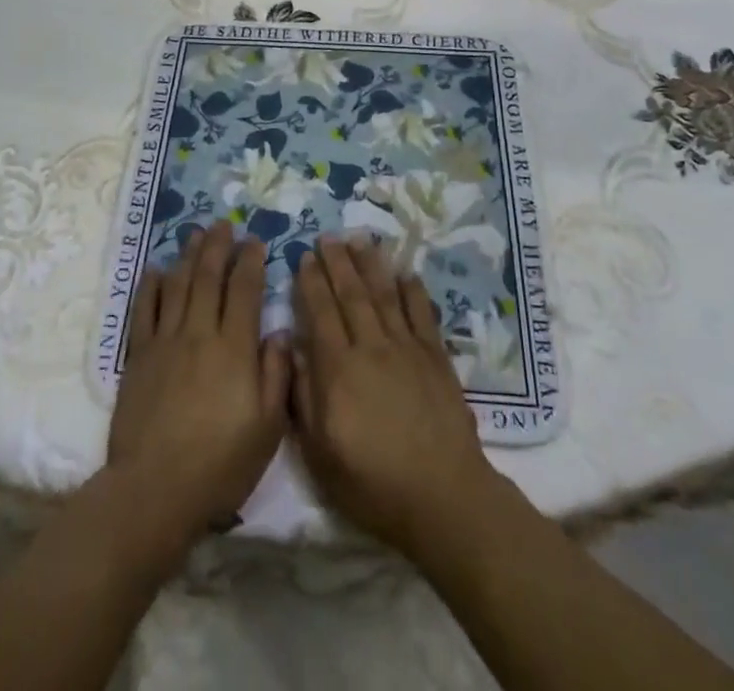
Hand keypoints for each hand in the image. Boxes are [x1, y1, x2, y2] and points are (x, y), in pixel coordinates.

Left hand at [105, 221, 290, 558]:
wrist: (155, 490)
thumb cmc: (220, 464)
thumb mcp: (267, 428)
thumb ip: (276, 375)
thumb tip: (279, 333)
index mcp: (235, 348)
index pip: (244, 291)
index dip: (250, 262)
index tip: (255, 241)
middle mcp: (200, 333)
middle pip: (209, 277)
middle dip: (218, 246)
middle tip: (224, 224)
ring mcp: (165, 342)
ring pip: (178, 285)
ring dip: (188, 255)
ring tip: (195, 233)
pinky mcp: (138, 356)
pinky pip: (144, 310)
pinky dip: (150, 286)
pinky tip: (157, 269)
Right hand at [290, 237, 500, 555]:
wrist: (442, 496)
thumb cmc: (373, 483)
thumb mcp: (320, 453)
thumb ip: (303, 397)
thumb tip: (291, 349)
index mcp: (339, 370)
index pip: (321, 313)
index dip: (311, 282)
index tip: (304, 256)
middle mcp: (371, 347)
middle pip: (351, 295)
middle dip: (337, 263)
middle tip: (328, 236)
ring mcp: (406, 348)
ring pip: (384, 295)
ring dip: (371, 265)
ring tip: (360, 239)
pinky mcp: (435, 356)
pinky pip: (422, 313)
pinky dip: (412, 290)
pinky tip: (405, 273)